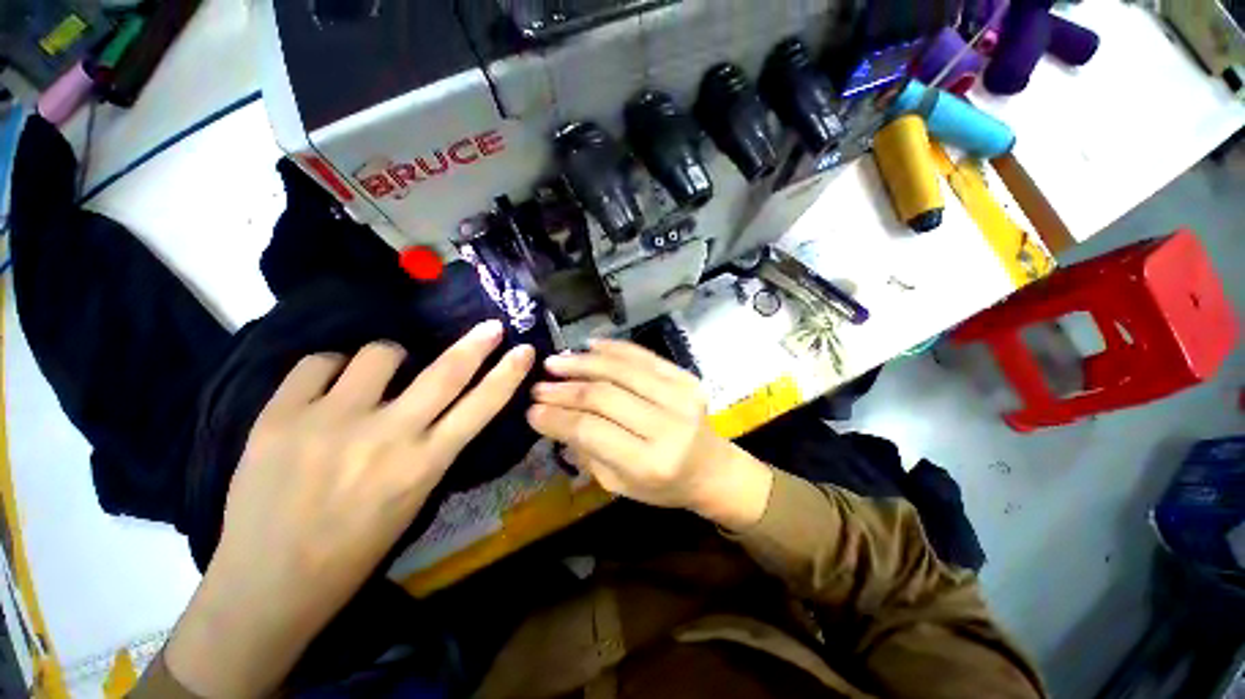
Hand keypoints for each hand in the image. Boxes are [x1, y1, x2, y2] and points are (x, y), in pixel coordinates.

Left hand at [166, 320, 533, 697]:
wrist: (267, 583)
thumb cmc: (354, 550)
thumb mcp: (413, 498)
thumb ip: (431, 447)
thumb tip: (438, 404)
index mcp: (424, 464)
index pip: (482, 406)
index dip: (508, 374)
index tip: (524, 350)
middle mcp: (387, 436)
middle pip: (446, 372)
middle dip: (476, 343)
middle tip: (491, 326)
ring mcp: (332, 421)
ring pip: (380, 352)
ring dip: (389, 358)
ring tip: (375, 377)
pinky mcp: (281, 415)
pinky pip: (321, 362)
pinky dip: (332, 368)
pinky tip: (327, 388)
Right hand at [527, 340, 772, 529]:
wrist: (712, 468)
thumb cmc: (664, 485)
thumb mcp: (619, 484)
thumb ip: (586, 449)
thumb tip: (550, 416)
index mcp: (650, 463)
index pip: (591, 430)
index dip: (557, 417)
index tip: (530, 409)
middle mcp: (668, 425)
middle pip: (604, 396)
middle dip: (565, 389)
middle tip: (538, 385)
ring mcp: (681, 395)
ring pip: (621, 370)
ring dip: (583, 363)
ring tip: (555, 362)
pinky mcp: (686, 377)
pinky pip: (643, 355)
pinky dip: (613, 348)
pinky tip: (589, 346)